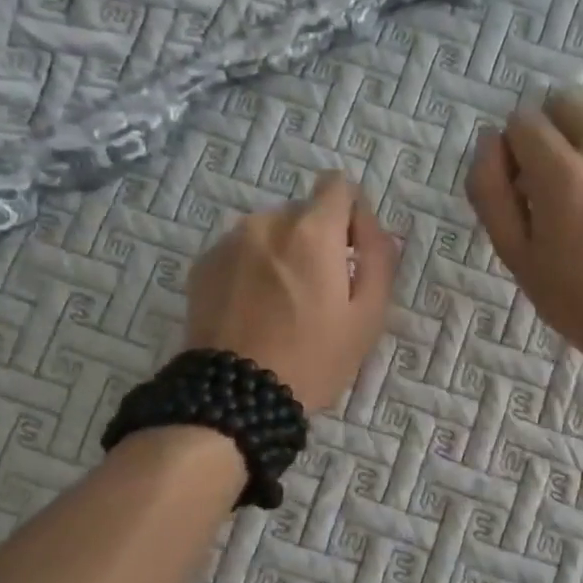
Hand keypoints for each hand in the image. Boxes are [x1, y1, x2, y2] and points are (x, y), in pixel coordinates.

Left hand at [183, 173, 398, 412]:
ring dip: (284, 253)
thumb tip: (376, 229)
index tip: (353, 253)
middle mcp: (267, 222)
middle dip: (318, 240)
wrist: (235, 397)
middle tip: (320, 291)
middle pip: (305, 212)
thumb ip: (380, 260)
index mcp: (312, 231)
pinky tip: (254, 310)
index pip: (338, 185)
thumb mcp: (368, 316)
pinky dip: (253, 268)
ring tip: (283, 304)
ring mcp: (229, 242)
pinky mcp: (203, 265)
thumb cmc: (314, 358)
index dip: (353, 214)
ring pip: (271, 232)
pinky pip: (242, 251)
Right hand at [466, 92, 582, 375]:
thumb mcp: (515, 254)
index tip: (519, 188)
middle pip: (564, 104)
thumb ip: (491, 191)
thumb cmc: (575, 299)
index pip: (523, 120)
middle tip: (546, 182)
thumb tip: (488, 144)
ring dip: (579, 155)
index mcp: (562, 173)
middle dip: (546, 132)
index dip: (512, 151)